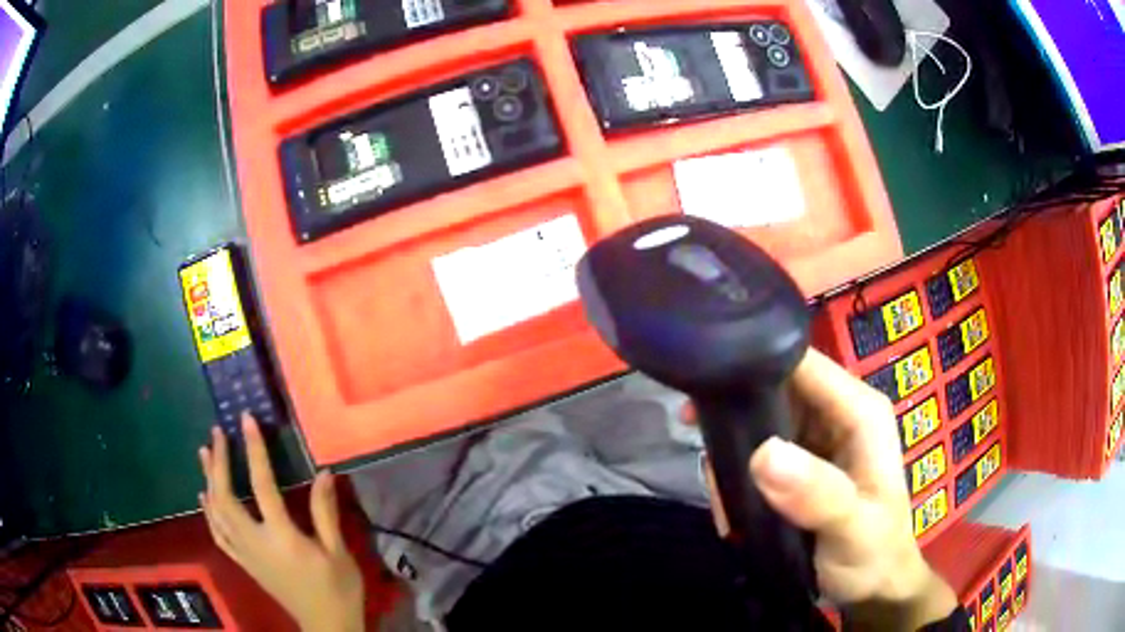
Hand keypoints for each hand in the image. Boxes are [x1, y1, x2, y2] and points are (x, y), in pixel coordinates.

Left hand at [199, 414, 364, 631]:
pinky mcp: (243, 562)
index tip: (246, 420)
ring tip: (204, 453)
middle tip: (217, 433)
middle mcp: (255, 541)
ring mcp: (245, 553)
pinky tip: (203, 496)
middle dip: (218, 462)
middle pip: (225, 496)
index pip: (261, 485)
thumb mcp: (338, 552)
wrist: (325, 625)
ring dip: (208, 480)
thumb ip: (325, 513)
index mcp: (281, 537)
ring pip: (215, 512)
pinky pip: (217, 533)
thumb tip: (323, 473)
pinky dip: (207, 511)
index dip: (253, 450)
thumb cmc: (337, 589)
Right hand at [698, 349, 956, 629]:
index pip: (802, 363)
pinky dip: (738, 471)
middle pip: (776, 387)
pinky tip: (729, 500)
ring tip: (718, 490)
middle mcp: (837, 414)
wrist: (873, 588)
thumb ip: (817, 494)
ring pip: (761, 420)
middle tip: (695, 443)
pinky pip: (759, 451)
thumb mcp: (852, 528)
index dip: (753, 365)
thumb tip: (764, 453)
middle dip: (735, 412)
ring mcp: (817, 439)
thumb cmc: (874, 555)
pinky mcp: (800, 464)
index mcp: (859, 411)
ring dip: (732, 448)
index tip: (704, 391)